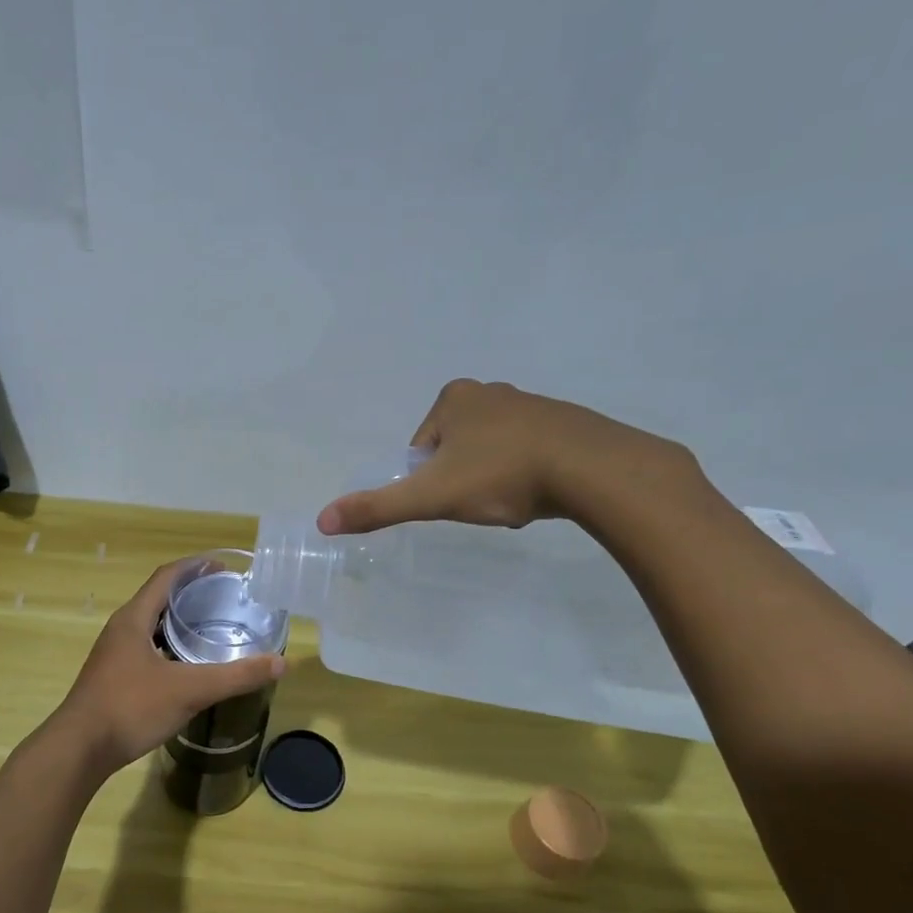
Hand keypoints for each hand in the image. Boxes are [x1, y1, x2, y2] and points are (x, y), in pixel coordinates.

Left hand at [51, 559, 285, 774]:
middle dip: (191, 594)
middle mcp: (121, 630)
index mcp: (134, 619)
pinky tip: (188, 665)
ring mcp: (114, 655)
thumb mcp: (189, 690)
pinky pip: (147, 649)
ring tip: (212, 627)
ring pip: (152, 626)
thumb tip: (280, 662)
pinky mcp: (113, 677)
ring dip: (179, 622)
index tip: (222, 566)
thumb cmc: (130, 708)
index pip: (166, 577)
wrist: (79, 750)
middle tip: (225, 598)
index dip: (194, 567)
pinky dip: (170, 647)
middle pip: (158, 598)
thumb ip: (236, 676)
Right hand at [317, 379, 705, 535]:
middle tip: (483, 501)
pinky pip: (527, 452)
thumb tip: (321, 521)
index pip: (421, 448)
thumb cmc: (501, 475)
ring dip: (493, 478)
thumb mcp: (432, 496)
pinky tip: (540, 491)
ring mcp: (529, 403)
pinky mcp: (563, 421)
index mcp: (453, 398)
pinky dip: (525, 473)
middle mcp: (489, 391)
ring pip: (491, 452)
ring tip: (513, 498)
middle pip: (455, 450)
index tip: (453, 498)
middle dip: (462, 479)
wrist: (591, 468)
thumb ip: (378, 507)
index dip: (430, 481)